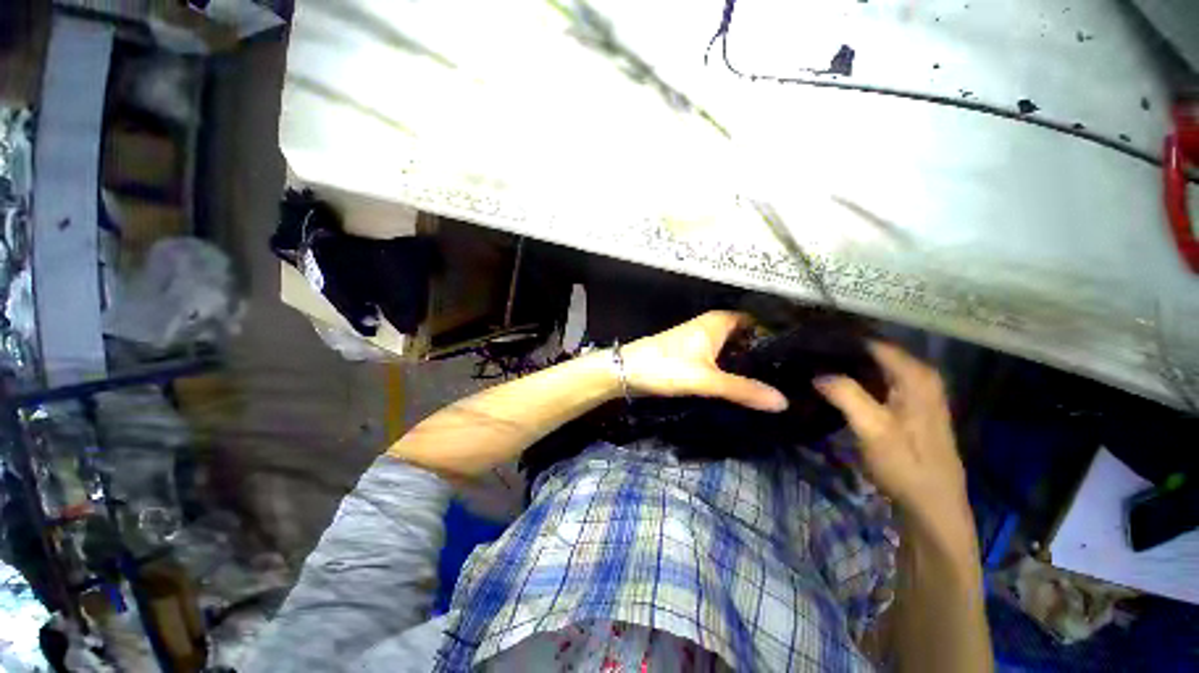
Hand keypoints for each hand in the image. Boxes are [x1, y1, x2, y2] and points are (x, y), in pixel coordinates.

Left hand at [621, 311, 787, 412]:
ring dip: (751, 364)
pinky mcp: (696, 356)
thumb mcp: (706, 379)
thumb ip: (743, 390)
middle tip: (796, 375)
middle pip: (749, 337)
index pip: (759, 322)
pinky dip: (735, 370)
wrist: (627, 371)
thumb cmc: (665, 366)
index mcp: (719, 321)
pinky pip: (723, 360)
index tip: (804, 355)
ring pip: (735, 350)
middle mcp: (713, 327)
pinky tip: (750, 386)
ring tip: (782, 382)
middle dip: (768, 354)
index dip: (779, 335)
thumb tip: (784, 402)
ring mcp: (704, 342)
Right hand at [814, 343, 969, 526]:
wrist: (931, 505)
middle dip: (838, 353)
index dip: (838, 340)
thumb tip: (816, 372)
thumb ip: (845, 394)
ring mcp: (914, 391)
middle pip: (872, 352)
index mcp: (915, 375)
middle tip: (803, 356)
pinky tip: (829, 385)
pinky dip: (853, 380)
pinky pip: (875, 381)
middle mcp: (919, 376)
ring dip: (843, 367)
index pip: (871, 342)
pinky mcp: (906, 405)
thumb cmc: (905, 465)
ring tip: (809, 367)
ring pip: (872, 367)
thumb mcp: (872, 428)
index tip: (806, 342)